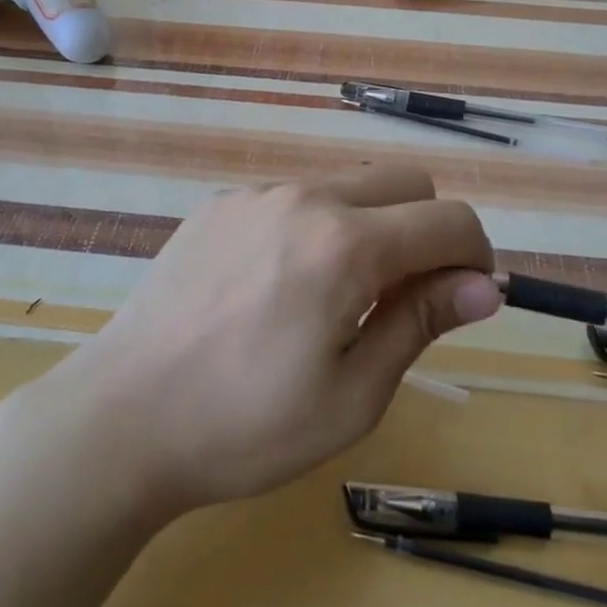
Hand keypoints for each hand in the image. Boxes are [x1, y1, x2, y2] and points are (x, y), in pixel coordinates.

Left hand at [48, 167, 499, 517]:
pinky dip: (313, 227)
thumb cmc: (245, 425)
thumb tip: (485, 285)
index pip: (450, 219)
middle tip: (402, 298)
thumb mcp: (352, 395)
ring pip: (347, 184)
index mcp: (347, 244)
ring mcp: (256, 194)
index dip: (475, 256)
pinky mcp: (219, 204)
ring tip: (334, 297)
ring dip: (369, 225)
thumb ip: (421, 322)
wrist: (121, 416)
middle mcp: (305, 197)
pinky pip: (292, 198)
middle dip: (427, 228)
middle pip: (405, 180)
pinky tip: (274, 287)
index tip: (464, 299)